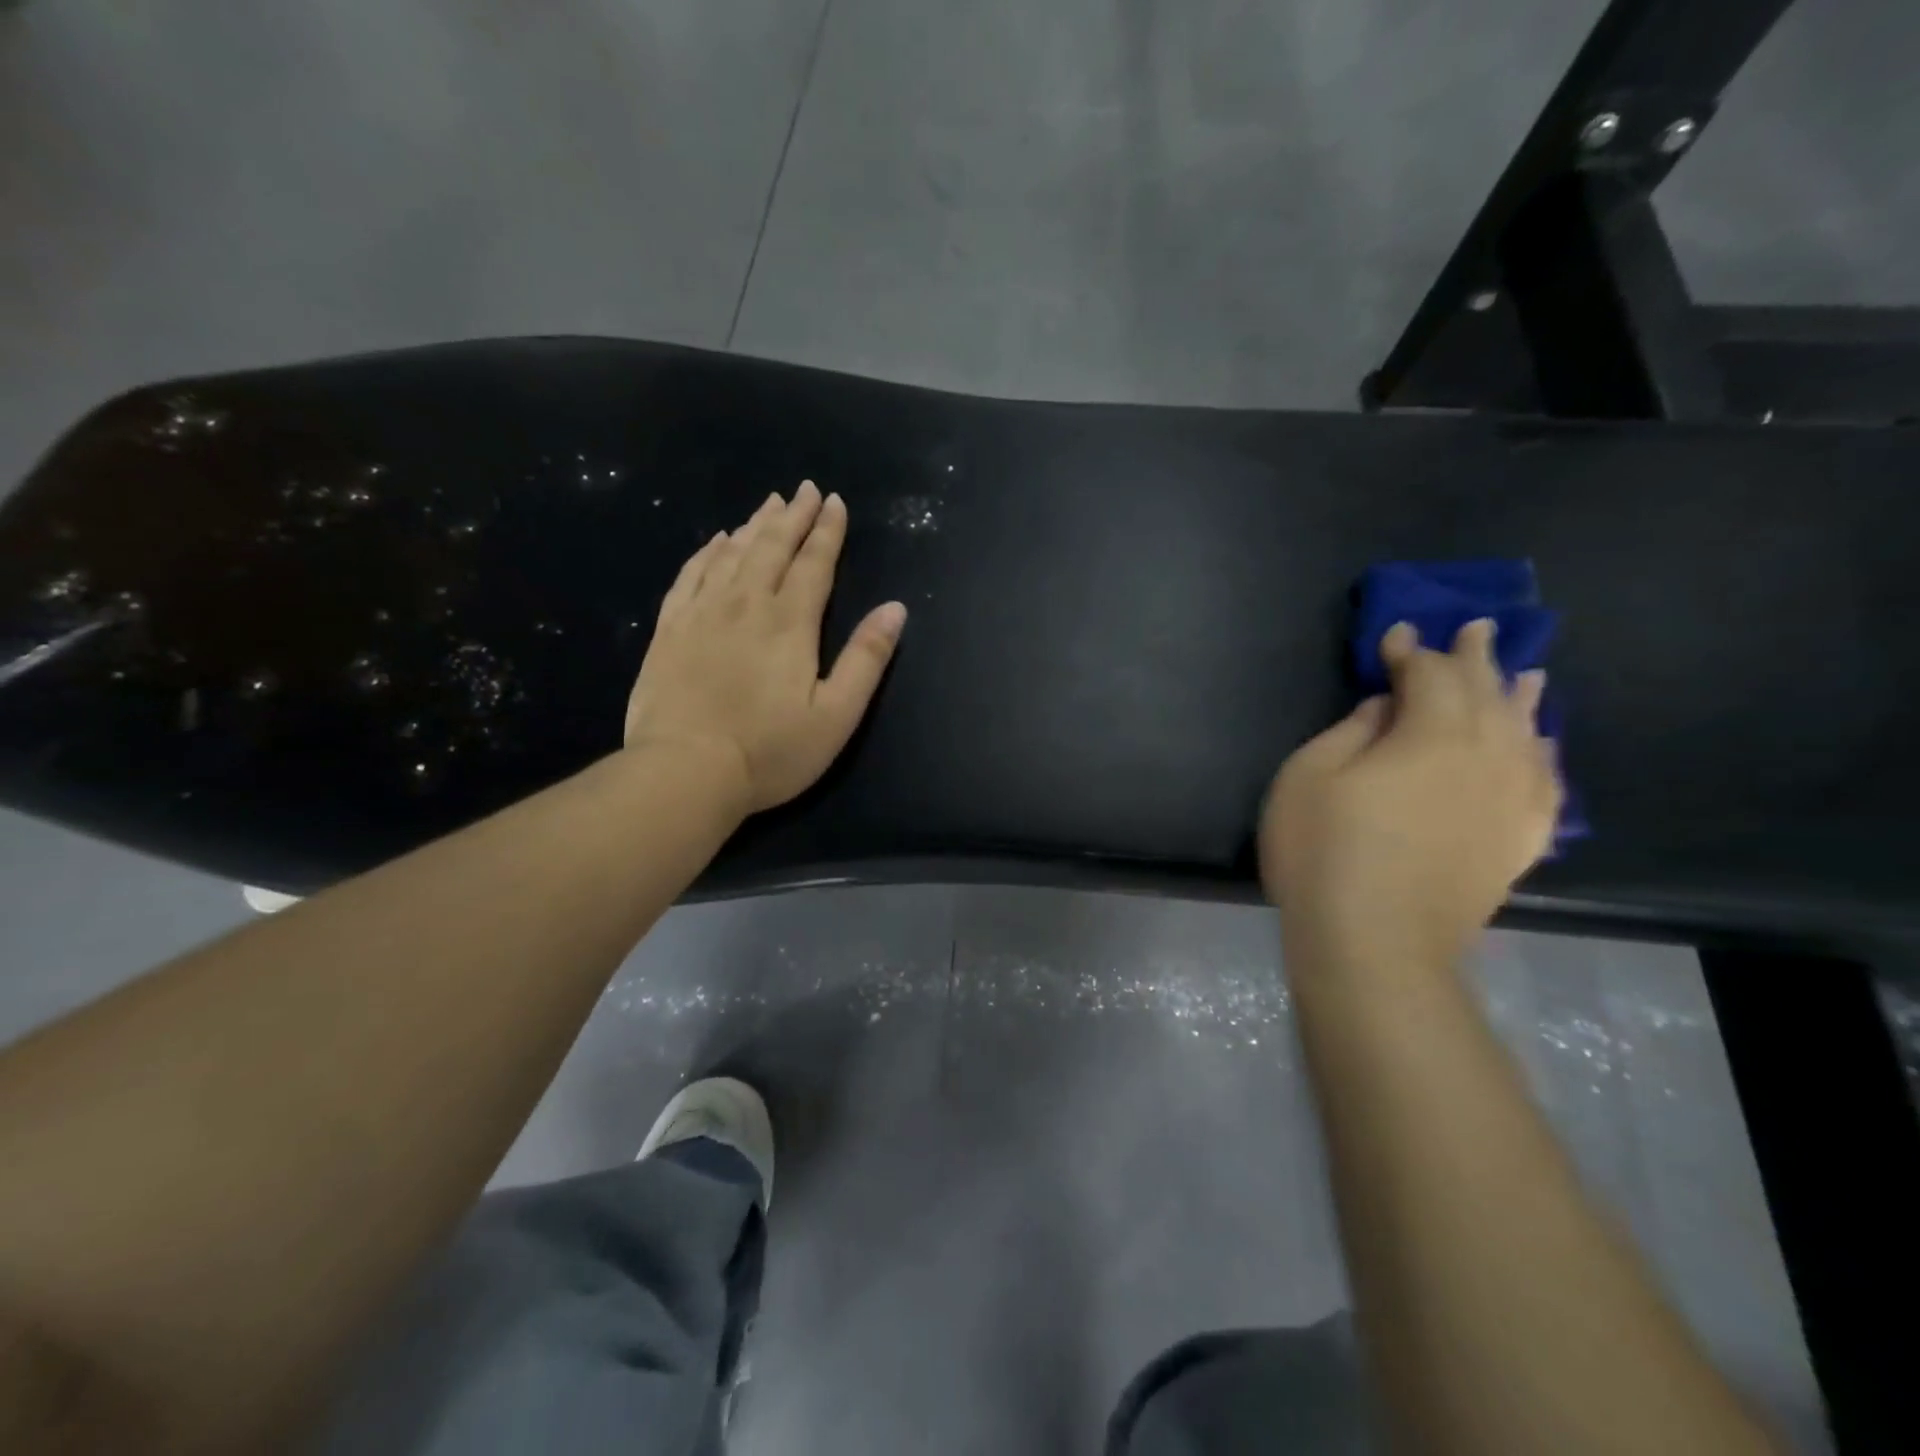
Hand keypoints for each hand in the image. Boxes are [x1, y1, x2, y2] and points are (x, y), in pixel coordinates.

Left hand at [624, 482, 906, 814]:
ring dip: (754, 526)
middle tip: (805, 490)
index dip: (827, 531)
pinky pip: (690, 575)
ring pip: (732, 554)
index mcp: (790, 623)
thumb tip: (895, 609)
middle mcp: (745, 604)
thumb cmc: (770, 752)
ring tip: (770, 505)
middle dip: (793, 516)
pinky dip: (706, 552)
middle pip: (772, 548)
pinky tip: (716, 540)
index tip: (835, 501)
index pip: (814, 564)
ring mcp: (702, 613)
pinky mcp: (670, 629)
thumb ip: (866, 659)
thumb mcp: (836, 715)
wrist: (684, 772)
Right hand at [1260, 619, 1559, 968]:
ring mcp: (1510, 802)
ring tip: (1527, 673)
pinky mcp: (1517, 841)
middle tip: (1477, 627)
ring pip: (1526, 733)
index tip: (1395, 634)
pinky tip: (1542, 747)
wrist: (1376, 945)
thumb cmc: (1325, 853)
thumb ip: (1351, 731)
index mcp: (1432, 734)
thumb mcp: (1308, 777)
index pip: (1429, 675)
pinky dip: (1545, 757)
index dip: (1410, 651)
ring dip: (1521, 698)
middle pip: (1488, 693)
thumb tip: (1388, 709)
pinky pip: (1545, 785)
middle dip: (1476, 657)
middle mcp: (1487, 757)